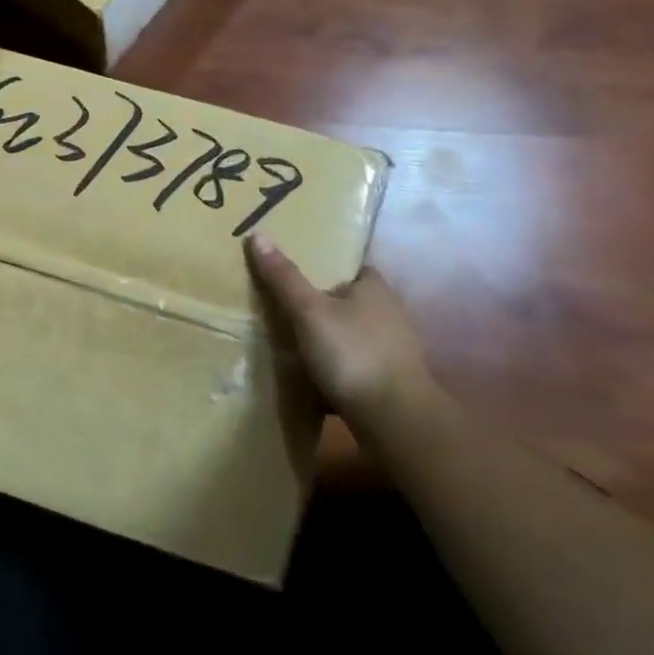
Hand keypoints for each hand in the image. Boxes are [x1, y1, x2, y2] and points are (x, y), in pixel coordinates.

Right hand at [246, 236, 436, 419]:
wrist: (394, 420)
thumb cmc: (352, 353)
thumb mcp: (308, 311)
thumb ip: (284, 277)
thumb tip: (257, 234)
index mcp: (376, 288)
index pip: (353, 267)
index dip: (328, 268)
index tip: (299, 272)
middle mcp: (392, 314)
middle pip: (352, 301)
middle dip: (325, 305)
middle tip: (288, 307)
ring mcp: (396, 350)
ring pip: (355, 335)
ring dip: (332, 339)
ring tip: (295, 343)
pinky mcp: (393, 382)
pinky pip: (359, 365)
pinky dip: (340, 368)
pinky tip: (315, 377)